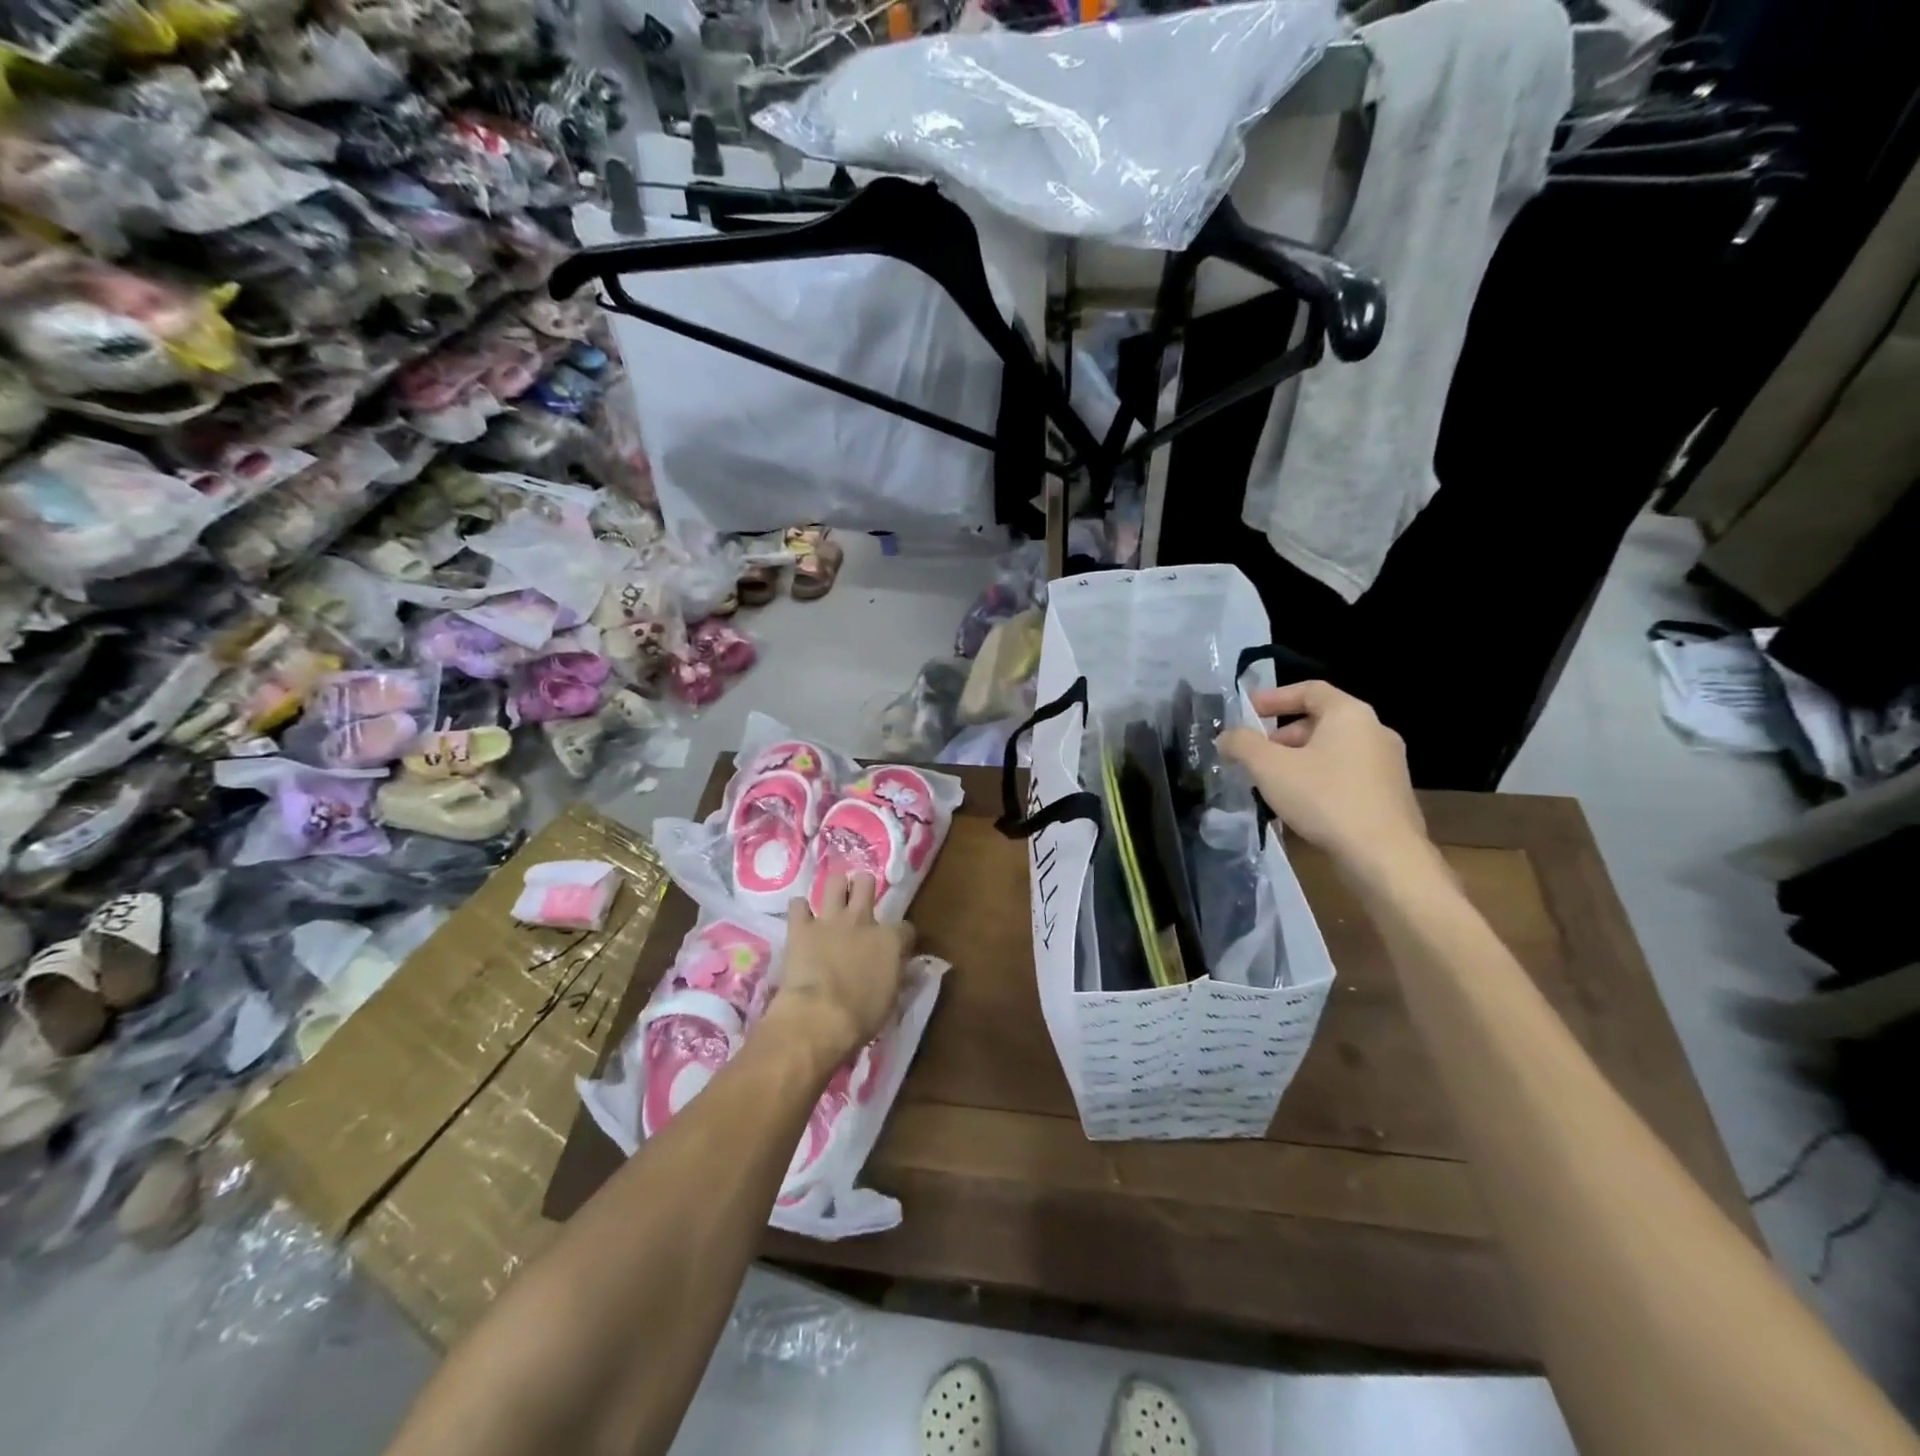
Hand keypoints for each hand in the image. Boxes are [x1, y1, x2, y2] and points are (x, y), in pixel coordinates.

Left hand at [766, 873, 914, 1069]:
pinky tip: (800, 919)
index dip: (901, 937)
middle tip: (858, 903)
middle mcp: (862, 920)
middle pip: (866, 883)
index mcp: (890, 940)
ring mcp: (830, 920)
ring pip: (835, 881)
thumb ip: (894, 975)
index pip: (905, 927)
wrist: (820, 1018)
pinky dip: (799, 911)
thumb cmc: (862, 1017)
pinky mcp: (801, 927)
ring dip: (834, 890)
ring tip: (831, 902)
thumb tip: (897, 969)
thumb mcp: (891, 998)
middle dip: (863, 888)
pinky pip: (797, 904)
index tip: (895, 948)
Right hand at [1218, 681, 1433, 885]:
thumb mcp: (1269, 767)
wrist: (1384, 856)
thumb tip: (1227, 736)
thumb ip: (1242, 744)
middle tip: (1256, 755)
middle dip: (1283, 735)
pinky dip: (1320, 778)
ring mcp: (1388, 764)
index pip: (1310, 689)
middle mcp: (1375, 731)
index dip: (1274, 697)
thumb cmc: (1325, 799)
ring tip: (1273, 783)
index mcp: (1350, 714)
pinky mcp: (1391, 794)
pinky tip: (1302, 804)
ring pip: (1334, 750)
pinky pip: (1347, 774)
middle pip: (1321, 720)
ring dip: (1300, 759)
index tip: (1247, 712)